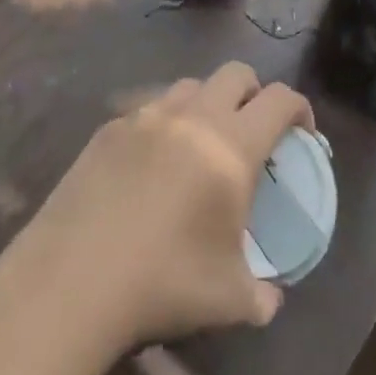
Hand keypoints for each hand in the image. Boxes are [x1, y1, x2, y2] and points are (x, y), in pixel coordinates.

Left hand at [16, 63, 311, 351]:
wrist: (73, 278)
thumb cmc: (163, 281)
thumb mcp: (227, 299)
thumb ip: (260, 295)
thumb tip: (269, 301)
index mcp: (230, 147)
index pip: (279, 100)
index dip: (299, 108)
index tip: (302, 132)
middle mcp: (192, 117)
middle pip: (236, 73)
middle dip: (254, 93)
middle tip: (254, 130)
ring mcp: (146, 116)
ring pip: (190, 86)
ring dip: (207, 103)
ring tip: (201, 145)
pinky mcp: (109, 128)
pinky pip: (148, 109)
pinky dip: (164, 124)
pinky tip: (152, 165)